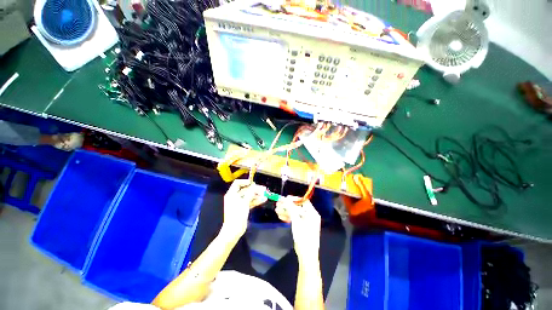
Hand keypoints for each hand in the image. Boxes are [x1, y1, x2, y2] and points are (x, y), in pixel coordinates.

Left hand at [221, 179, 266, 239]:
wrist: (234, 231)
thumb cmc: (237, 215)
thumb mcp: (244, 202)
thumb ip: (250, 193)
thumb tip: (254, 185)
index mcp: (232, 194)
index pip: (237, 183)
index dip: (245, 182)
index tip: (253, 183)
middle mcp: (235, 197)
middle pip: (246, 190)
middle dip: (255, 189)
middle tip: (263, 189)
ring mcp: (240, 203)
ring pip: (249, 196)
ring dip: (257, 195)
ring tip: (265, 194)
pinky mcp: (243, 208)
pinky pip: (250, 202)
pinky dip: (256, 201)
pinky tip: (263, 199)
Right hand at [276, 196, 320, 262]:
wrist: (306, 255)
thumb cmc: (303, 237)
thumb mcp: (296, 221)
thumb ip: (291, 209)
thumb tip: (286, 199)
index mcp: (312, 213)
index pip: (303, 201)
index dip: (294, 199)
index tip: (285, 198)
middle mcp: (310, 216)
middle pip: (297, 207)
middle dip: (288, 206)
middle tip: (278, 204)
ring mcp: (306, 221)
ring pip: (295, 213)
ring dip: (286, 211)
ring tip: (277, 210)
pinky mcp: (302, 227)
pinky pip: (295, 219)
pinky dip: (288, 217)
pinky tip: (280, 216)